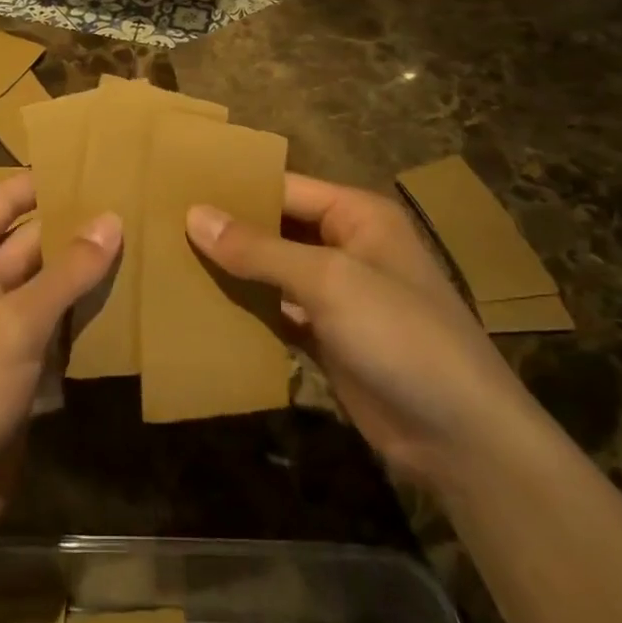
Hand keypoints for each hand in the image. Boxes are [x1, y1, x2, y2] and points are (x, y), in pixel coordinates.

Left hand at [0, 171, 119, 548]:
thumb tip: (113, 219)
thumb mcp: (14, 326)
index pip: (6, 199)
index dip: (52, 180)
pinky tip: (128, 298)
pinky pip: (51, 322)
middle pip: (31, 239)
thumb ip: (67, 272)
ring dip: (85, 272)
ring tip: (145, 244)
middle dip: (78, 228)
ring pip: (46, 282)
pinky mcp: (12, 361)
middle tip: (139, 206)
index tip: (105, 164)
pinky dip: (81, 313)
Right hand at [186, 175, 530, 484]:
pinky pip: (278, 312)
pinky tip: (204, 308)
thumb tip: (194, 215)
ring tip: (171, 261)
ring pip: (274, 272)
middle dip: (229, 230)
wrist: (458, 435)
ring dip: (234, 271)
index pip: (285, 188)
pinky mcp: (328, 337)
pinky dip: (248, 311)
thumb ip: (259, 249)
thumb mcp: (328, 281)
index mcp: (357, 214)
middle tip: (163, 225)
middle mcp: (347, 245)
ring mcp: (338, 295)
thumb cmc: (399, 334)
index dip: (235, 188)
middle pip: (277, 228)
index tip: (178, 189)